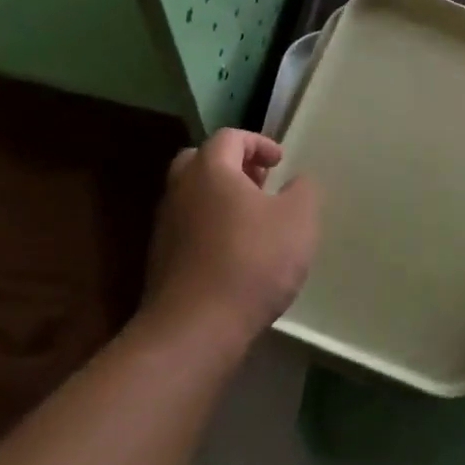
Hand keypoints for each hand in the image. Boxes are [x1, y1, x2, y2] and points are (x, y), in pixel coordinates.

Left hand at [140, 129, 318, 357]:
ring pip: (192, 195)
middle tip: (259, 183)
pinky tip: (234, 252)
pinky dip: (210, 226)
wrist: (196, 327)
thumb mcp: (297, 220)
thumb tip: (296, 181)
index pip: (229, 137)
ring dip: (220, 198)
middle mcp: (180, 189)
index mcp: (210, 170)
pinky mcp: (161, 259)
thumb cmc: (252, 261)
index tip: (279, 163)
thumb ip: (302, 191)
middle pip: (200, 161)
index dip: (258, 143)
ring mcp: (166, 225)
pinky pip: (188, 226)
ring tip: (252, 220)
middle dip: (232, 166)